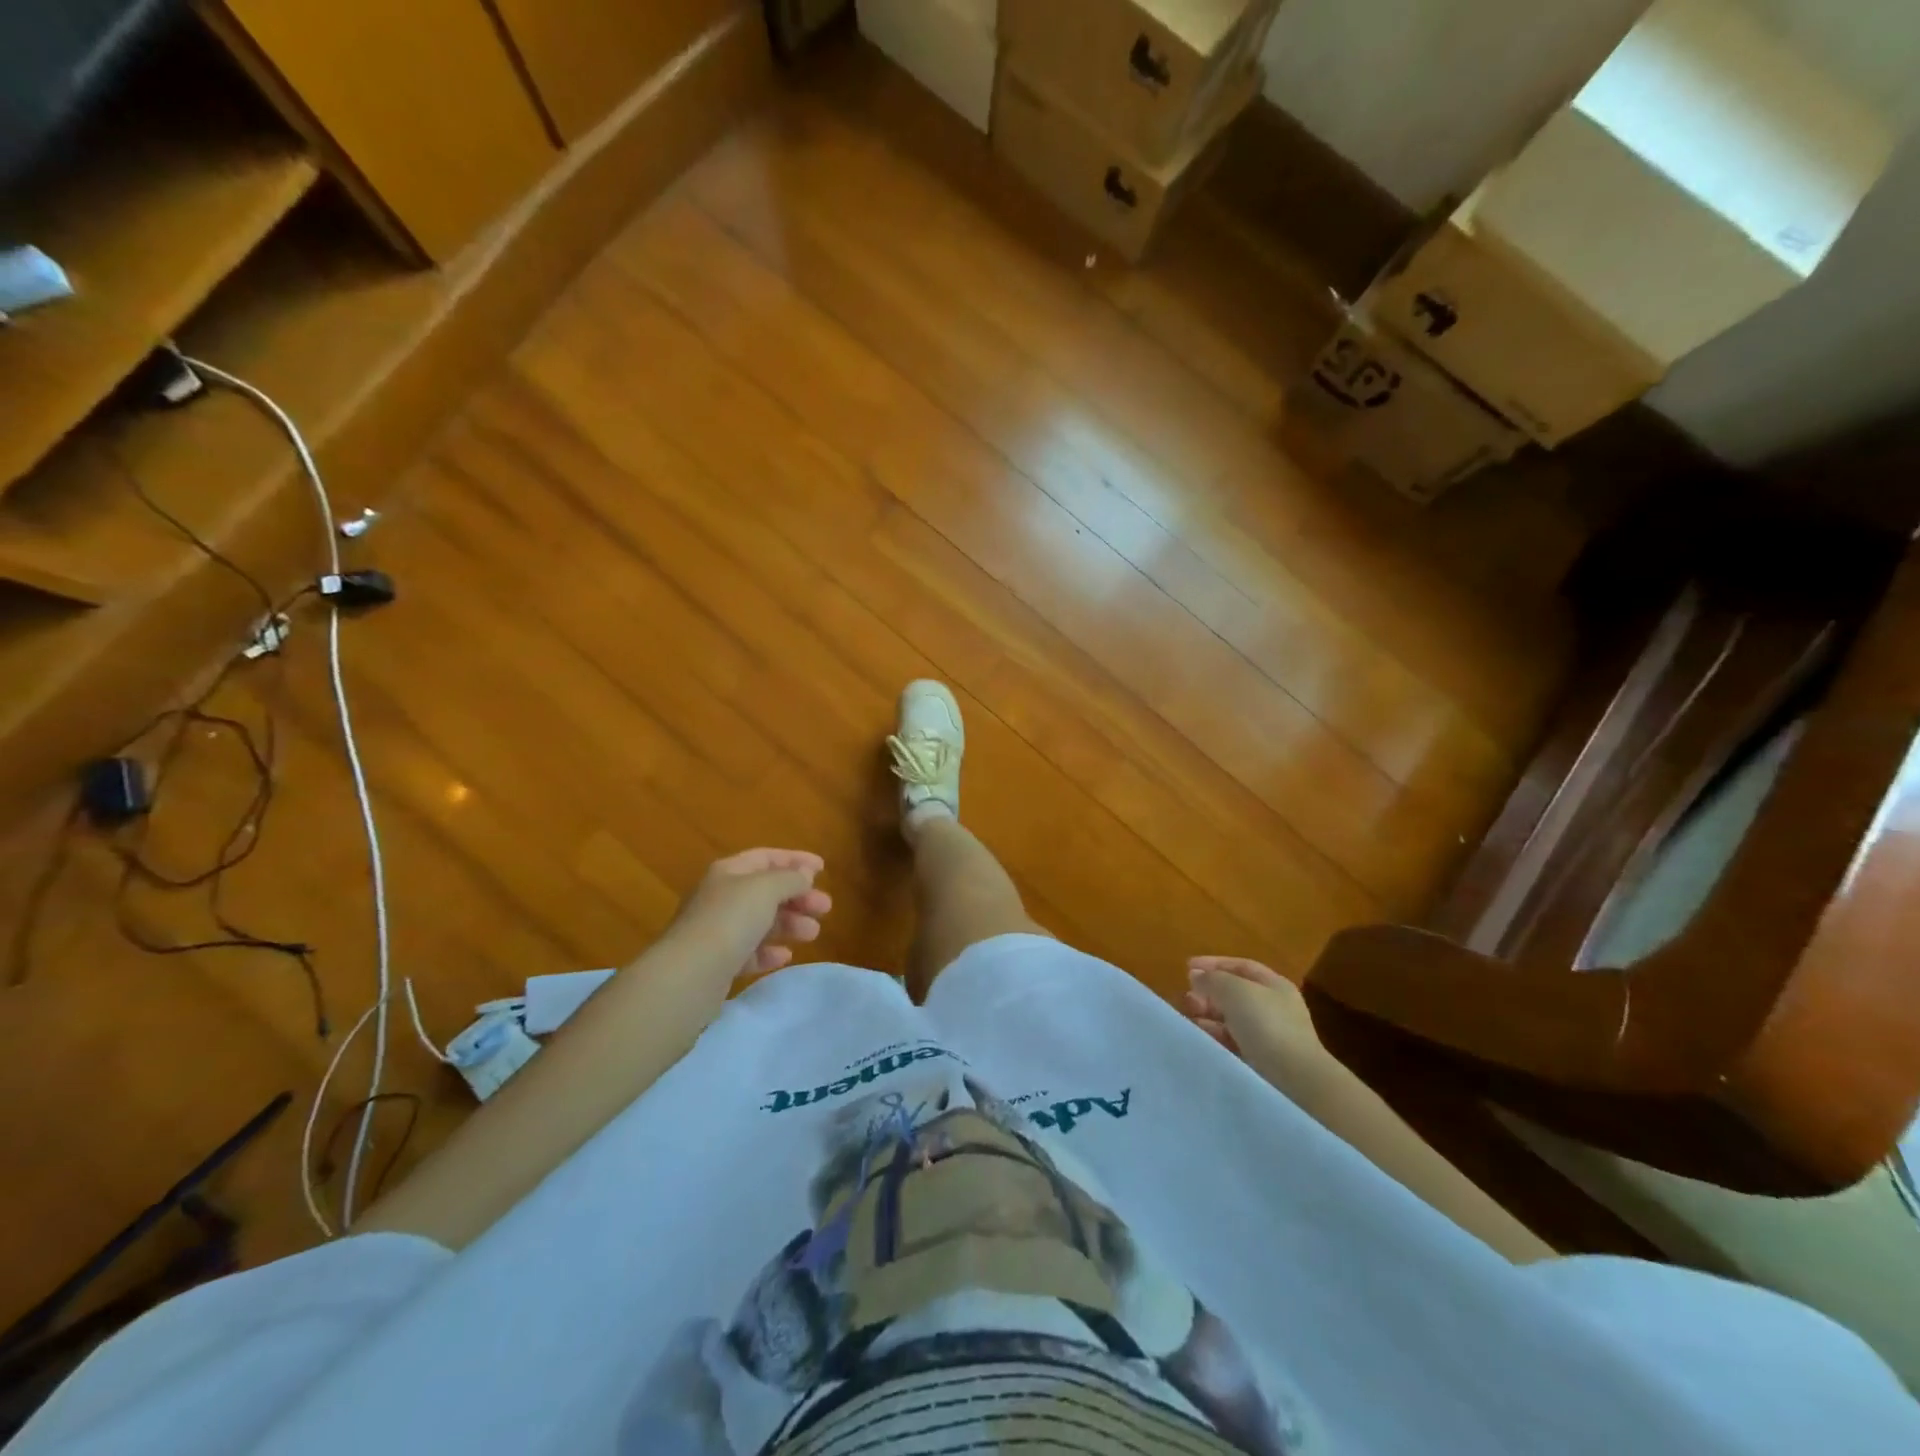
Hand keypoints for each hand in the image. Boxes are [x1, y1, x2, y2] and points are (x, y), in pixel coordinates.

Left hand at [667, 849, 832, 981]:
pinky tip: (785, 956)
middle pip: (766, 891)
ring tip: (813, 933)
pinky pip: (749, 952)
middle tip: (825, 907)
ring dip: (789, 923)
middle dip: (798, 896)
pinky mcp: (717, 963)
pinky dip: (769, 952)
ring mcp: (717, 931)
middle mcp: (720, 897)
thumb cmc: (730, 920)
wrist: (689, 975)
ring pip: (760, 921)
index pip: (766, 857)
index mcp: (728, 872)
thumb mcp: (766, 889)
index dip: (795, 860)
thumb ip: (790, 878)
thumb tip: (804, 874)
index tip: (823, 869)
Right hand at [1184, 956, 1325, 1070]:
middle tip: (1186, 996)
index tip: (1187, 967)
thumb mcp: (1234, 990)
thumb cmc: (1266, 1024)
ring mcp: (1270, 1036)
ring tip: (1189, 1016)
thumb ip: (1212, 979)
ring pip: (1232, 1019)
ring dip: (1209, 1015)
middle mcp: (1274, 1008)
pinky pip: (1233, 1042)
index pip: (1241, 966)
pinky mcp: (1262, 1061)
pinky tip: (1201, 1037)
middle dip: (1209, 992)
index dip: (1214, 964)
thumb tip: (1196, 976)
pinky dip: (1215, 1036)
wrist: (1294, 1079)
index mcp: (1275, 986)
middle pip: (1236, 993)